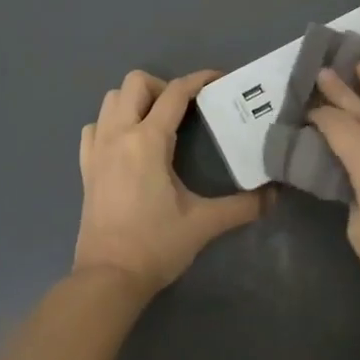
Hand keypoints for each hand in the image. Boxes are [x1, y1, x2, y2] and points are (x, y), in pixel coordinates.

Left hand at [76, 69, 264, 294]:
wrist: (107, 279)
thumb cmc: (156, 245)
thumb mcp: (204, 224)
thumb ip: (243, 206)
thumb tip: (275, 195)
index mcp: (147, 141)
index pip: (175, 93)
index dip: (199, 80)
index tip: (219, 80)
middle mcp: (118, 135)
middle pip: (135, 83)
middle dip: (162, 86)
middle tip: (184, 111)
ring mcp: (96, 151)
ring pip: (110, 100)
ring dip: (135, 101)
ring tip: (158, 124)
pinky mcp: (85, 169)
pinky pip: (93, 128)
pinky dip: (110, 124)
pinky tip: (128, 144)